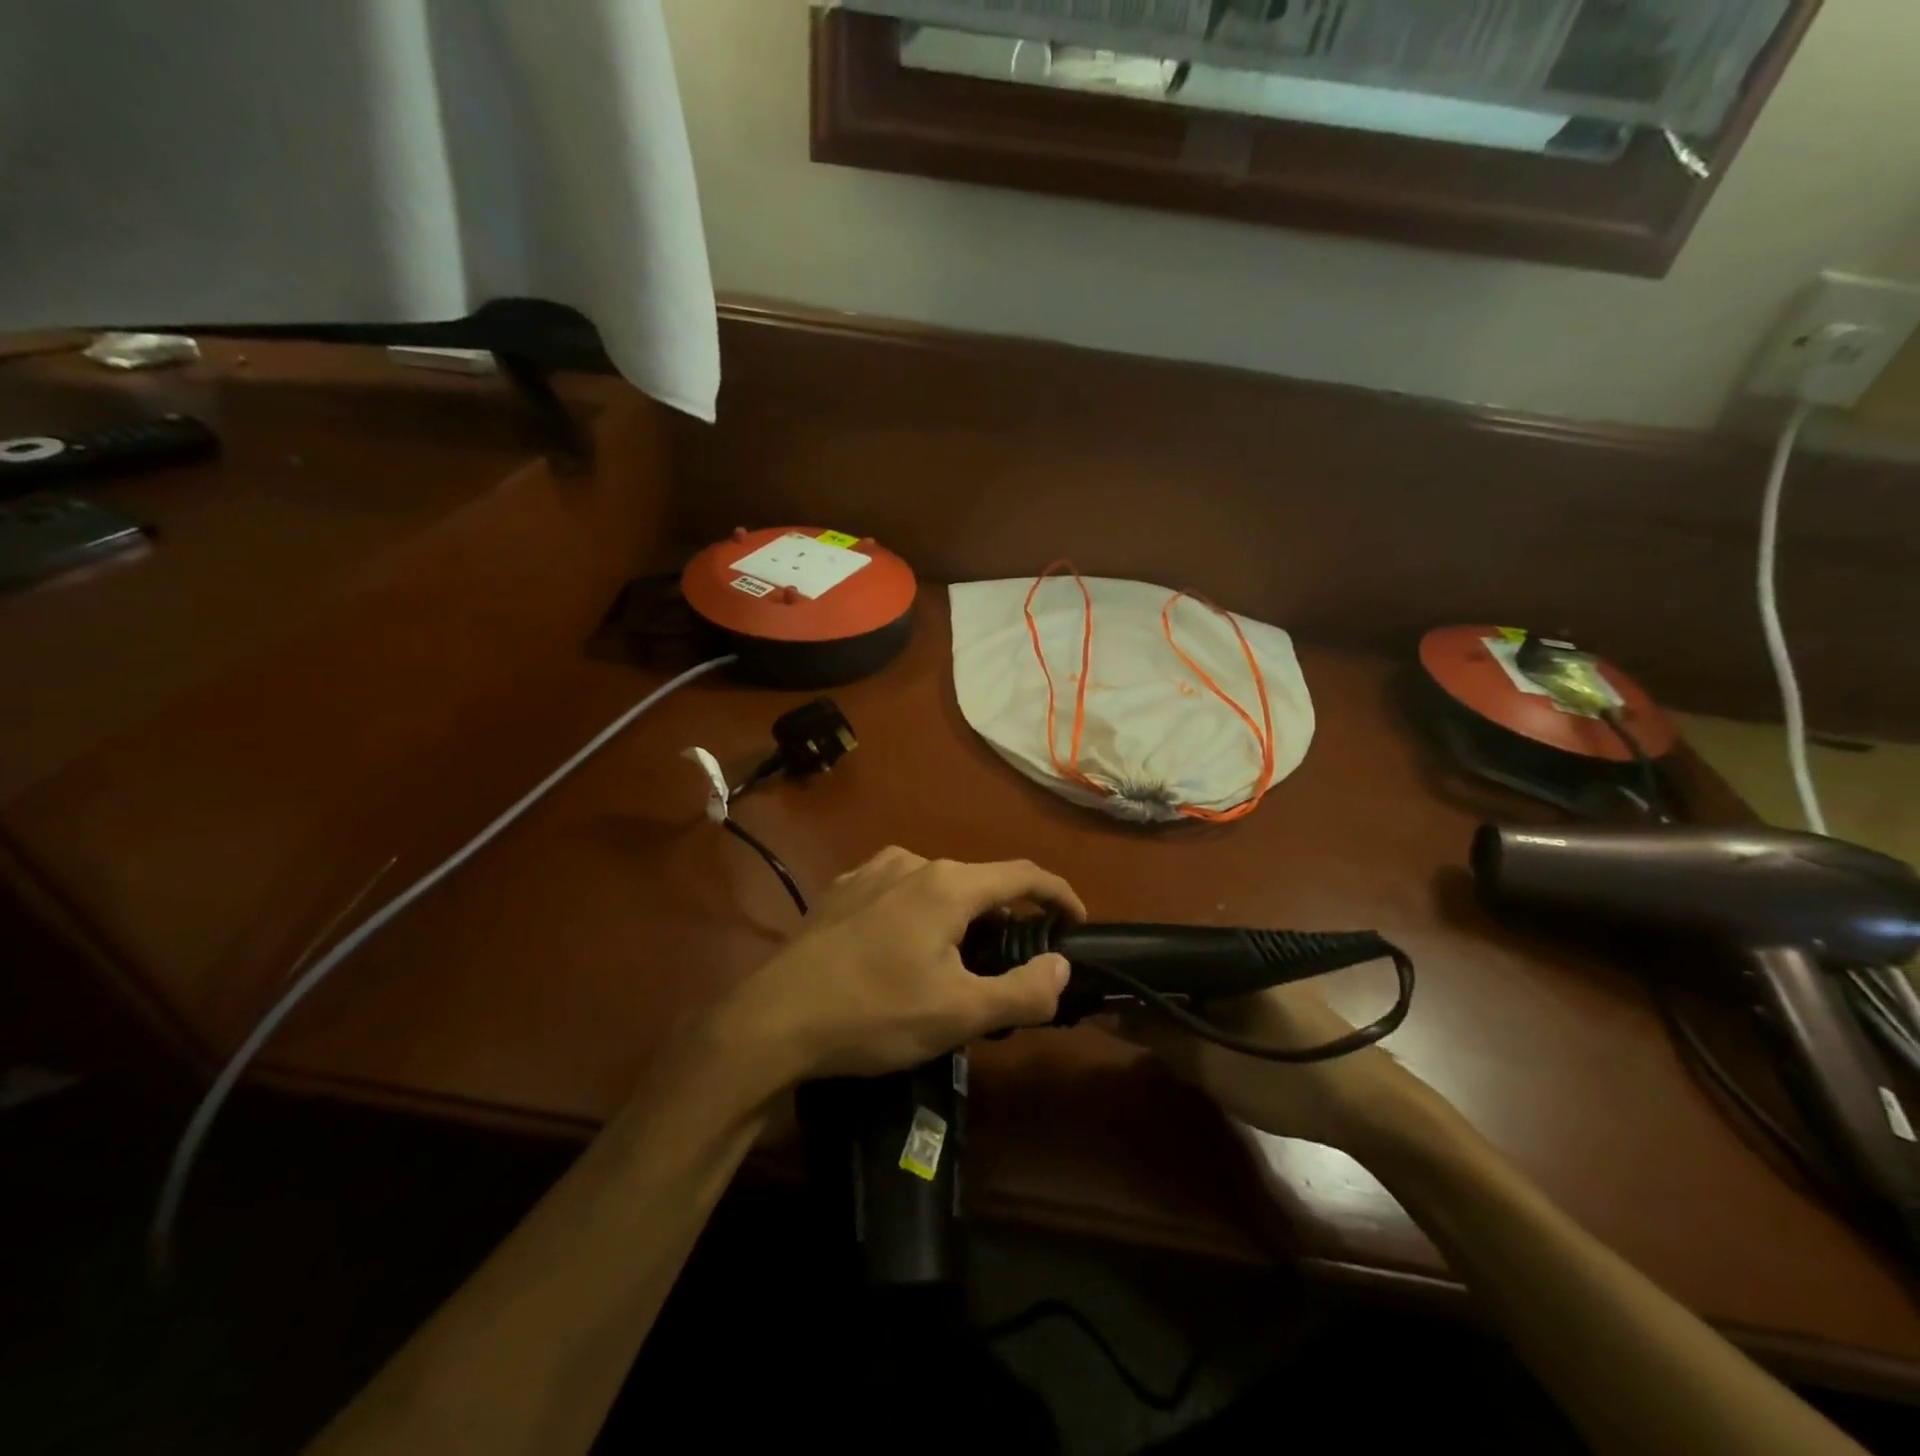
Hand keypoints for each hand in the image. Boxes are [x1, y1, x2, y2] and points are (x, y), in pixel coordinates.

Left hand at [709, 846, 1083, 1088]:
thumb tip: (1060, 966)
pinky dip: (919, 915)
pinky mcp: (841, 890)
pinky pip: (898, 893)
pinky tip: (902, 952)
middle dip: (1005, 918)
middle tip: (1011, 966)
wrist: (775, 1017)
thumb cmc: (875, 1012)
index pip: (1023, 874)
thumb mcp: (959, 1014)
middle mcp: (912, 862)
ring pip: (936, 887)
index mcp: (948, 884)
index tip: (1076, 922)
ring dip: (959, 918)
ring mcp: (871, 872)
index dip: (1059, 894)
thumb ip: (1022, 990)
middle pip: (978, 882)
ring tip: (955, 963)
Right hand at [1118, 983, 1449, 1157]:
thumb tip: (1099, 1010)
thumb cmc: (1285, 1080)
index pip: (1154, 951)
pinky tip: (1190, 1041)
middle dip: (1145, 995)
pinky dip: (1197, 1016)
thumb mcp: (1207, 1062)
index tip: (1093, 994)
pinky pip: (1218, 999)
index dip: (1122, 974)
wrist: (1376, 1113)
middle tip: (1118, 1024)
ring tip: (1146, 1035)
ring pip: (1195, 986)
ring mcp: (1259, 977)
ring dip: (1171, 1009)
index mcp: (1224, 956)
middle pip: (1173, 967)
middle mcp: (1239, 955)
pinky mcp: (1272, 1001)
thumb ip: (1150, 1031)